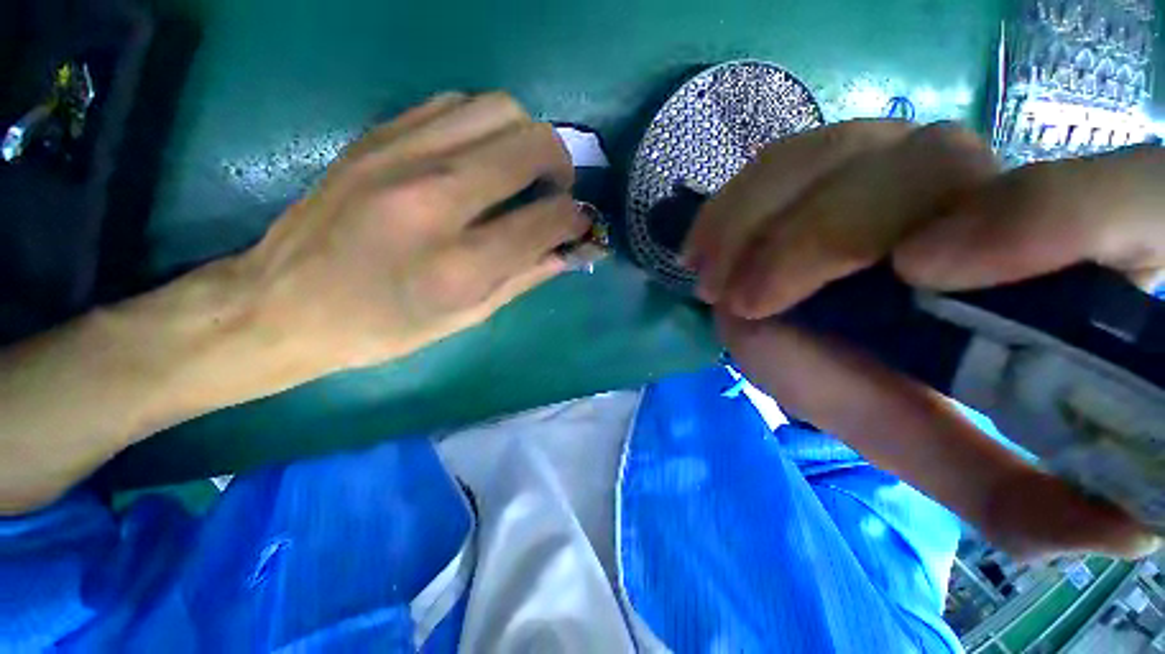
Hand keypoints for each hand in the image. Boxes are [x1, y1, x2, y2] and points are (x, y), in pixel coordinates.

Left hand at [0, 92, 590, 513]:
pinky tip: (480, 158)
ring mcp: (401, 156)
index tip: (580, 224)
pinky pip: (456, 104)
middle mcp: (435, 199)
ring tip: (521, 172)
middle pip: (531, 144)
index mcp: (460, 264)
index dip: (577, 219)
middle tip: (557, 191)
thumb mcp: (466, 317)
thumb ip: (526, 276)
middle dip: (562, 165)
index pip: (547, 219)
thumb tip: (573, 250)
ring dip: (526, 138)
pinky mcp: (378, 135)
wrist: (284, 302)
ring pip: (499, 109)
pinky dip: (486, 127)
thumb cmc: (384, 327)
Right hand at [684, 120, 1163, 558]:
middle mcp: (977, 184)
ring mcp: (890, 156)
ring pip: (837, 155)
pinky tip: (703, 247)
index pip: (1105, 203)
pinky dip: (734, 203)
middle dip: (820, 241)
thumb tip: (1119, 542)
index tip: (919, 274)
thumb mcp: (932, 442)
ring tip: (710, 280)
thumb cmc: (869, 382)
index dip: (1040, 221)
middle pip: (926, 169)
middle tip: (745, 302)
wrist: (806, 316)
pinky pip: (781, 160)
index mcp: (1043, 256)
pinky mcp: (823, 158)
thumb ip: (1008, 492)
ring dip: (757, 222)